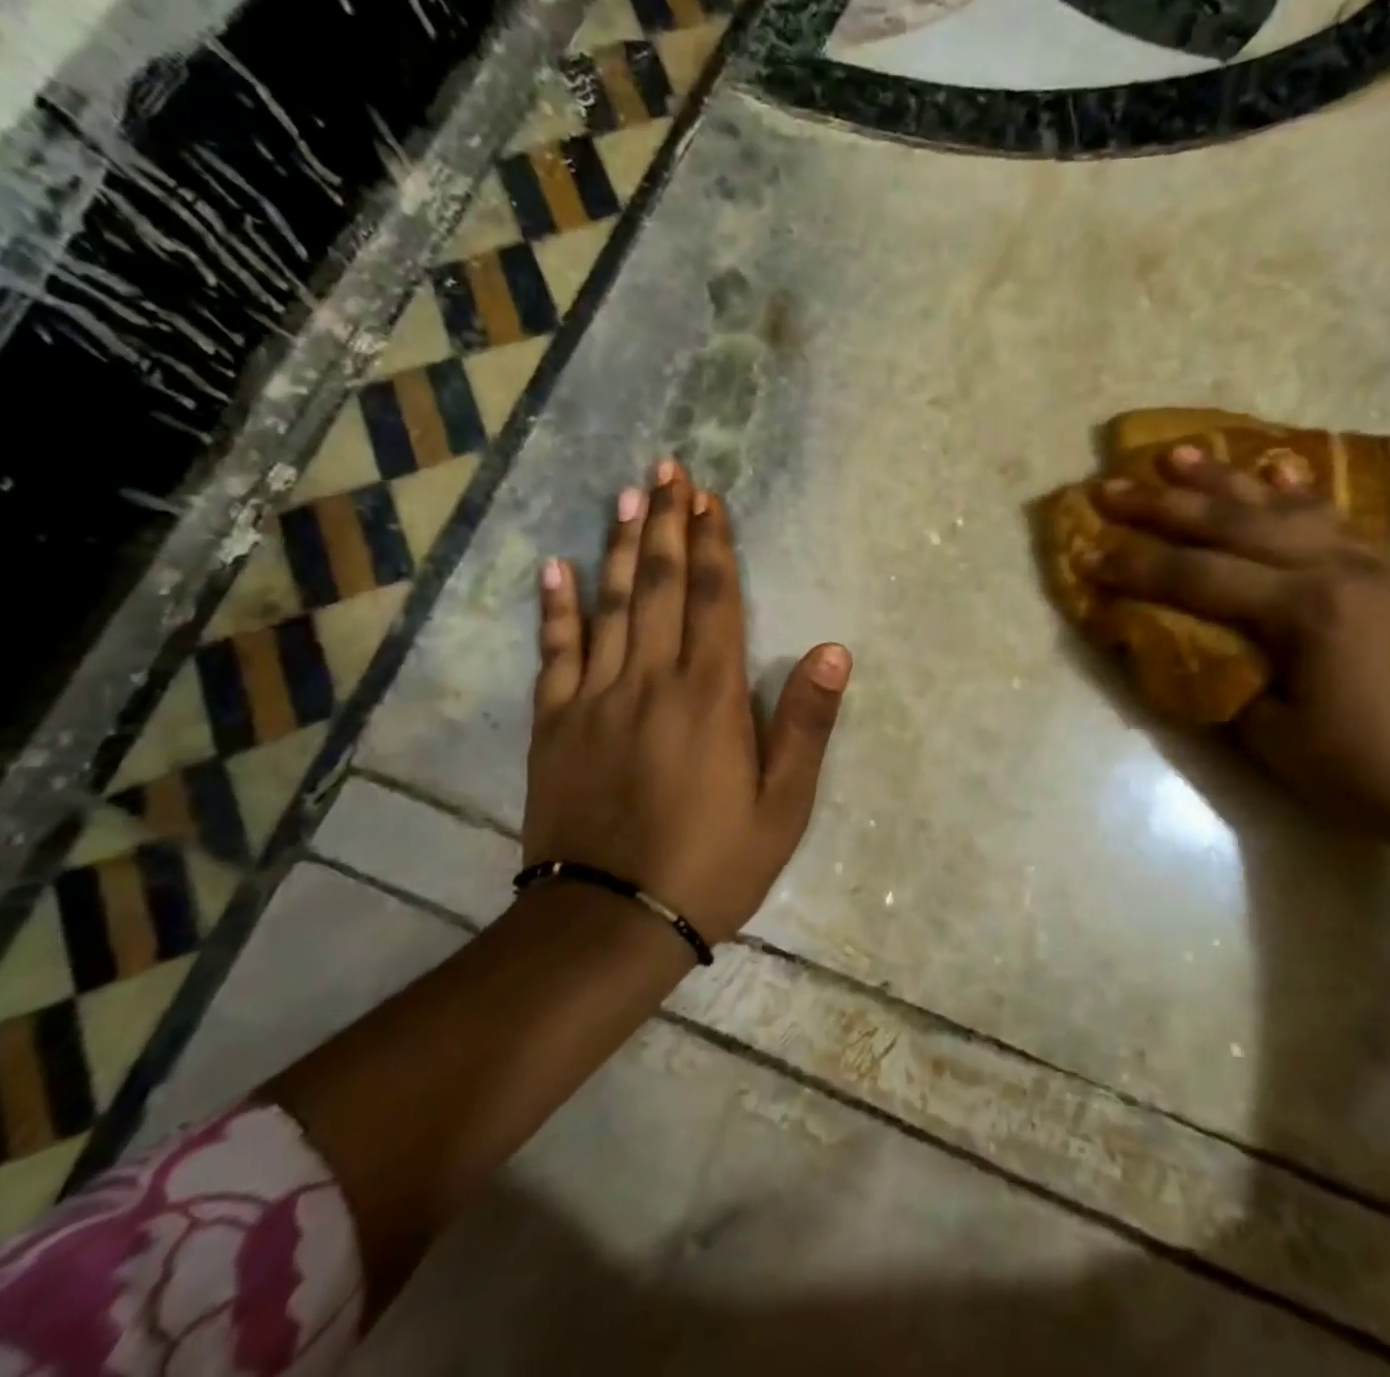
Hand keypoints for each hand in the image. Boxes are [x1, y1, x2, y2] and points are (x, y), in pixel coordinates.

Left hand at [523, 461, 851, 943]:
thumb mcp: (783, 806)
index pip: (716, 601)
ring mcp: (595, 697)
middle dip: (669, 525)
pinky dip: (557, 607)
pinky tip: (557, 567)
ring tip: (628, 496)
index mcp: (710, 696)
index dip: (715, 545)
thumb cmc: (713, 864)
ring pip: (611, 605)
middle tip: (667, 470)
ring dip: (623, 547)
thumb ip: (805, 724)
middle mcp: (651, 680)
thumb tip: (834, 650)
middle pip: (663, 587)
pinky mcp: (555, 724)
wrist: (612, 920)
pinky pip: (556, 652)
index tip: (710, 498)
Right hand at [1083, 445, 1389, 847]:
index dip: (1136, 566)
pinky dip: (1289, 491)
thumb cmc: (1359, 770)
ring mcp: (1366, 564)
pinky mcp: (1381, 574)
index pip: (1198, 577)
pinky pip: (1326, 517)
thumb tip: (1176, 638)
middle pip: (1232, 524)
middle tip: (1108, 487)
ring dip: (1220, 480)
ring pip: (1278, 506)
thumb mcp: (1268, 733)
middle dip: (1162, 505)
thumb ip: (1218, 672)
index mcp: (1305, 610)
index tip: (1086, 554)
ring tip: (1174, 454)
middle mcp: (1335, 569)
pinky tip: (1270, 471)